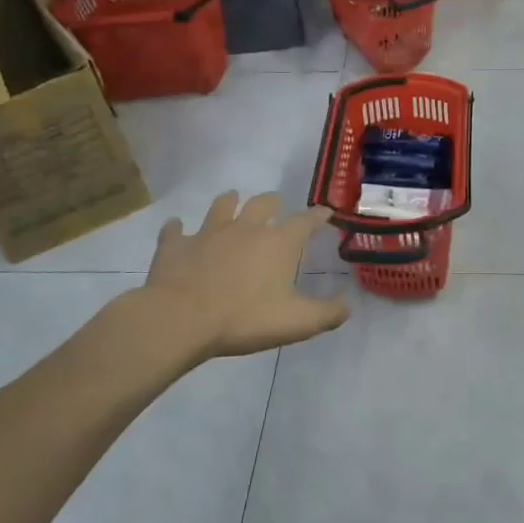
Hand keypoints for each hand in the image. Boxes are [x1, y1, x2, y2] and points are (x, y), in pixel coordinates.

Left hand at [140, 192, 349, 360]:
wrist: (181, 319)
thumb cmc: (244, 319)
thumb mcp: (296, 323)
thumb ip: (327, 313)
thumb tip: (348, 304)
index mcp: (278, 243)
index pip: (305, 221)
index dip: (318, 215)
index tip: (325, 212)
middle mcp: (246, 228)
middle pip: (263, 203)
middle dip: (273, 202)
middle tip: (276, 204)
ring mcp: (208, 233)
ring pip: (222, 206)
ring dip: (229, 202)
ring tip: (232, 200)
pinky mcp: (176, 245)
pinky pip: (175, 230)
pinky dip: (177, 228)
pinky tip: (176, 227)